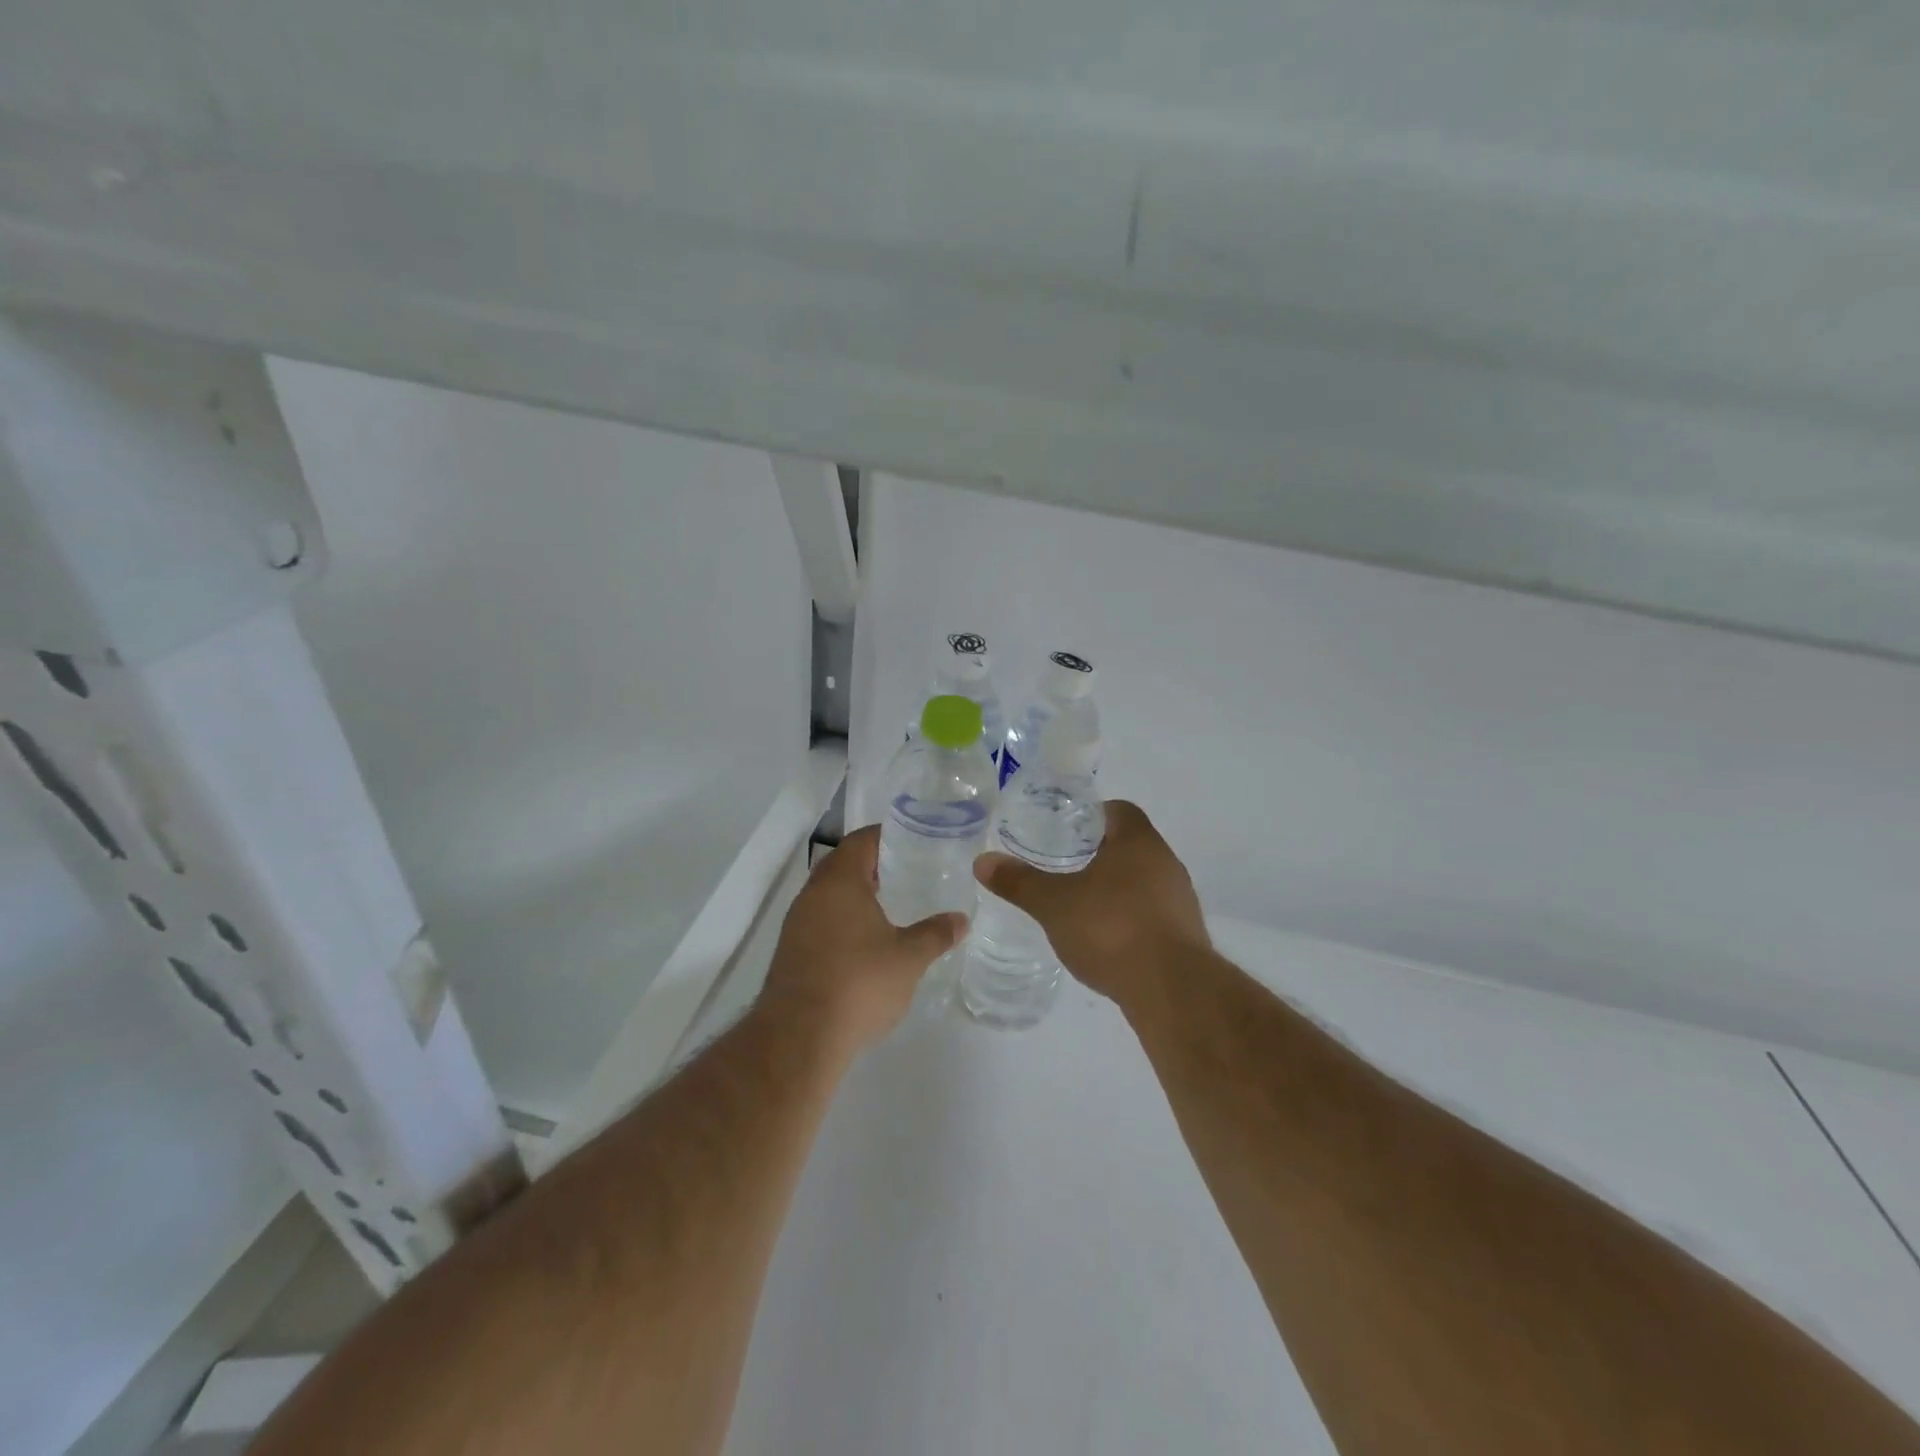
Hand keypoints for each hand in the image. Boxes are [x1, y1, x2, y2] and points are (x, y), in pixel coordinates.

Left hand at [760, 825, 966, 1054]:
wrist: (799, 1037)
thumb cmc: (859, 983)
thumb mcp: (909, 958)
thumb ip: (936, 934)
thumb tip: (961, 919)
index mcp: (840, 881)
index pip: (862, 840)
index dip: (887, 835)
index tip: (914, 839)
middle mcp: (813, 894)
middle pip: (843, 863)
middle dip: (873, 863)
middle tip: (907, 868)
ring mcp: (797, 923)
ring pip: (829, 893)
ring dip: (856, 892)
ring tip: (891, 902)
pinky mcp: (791, 951)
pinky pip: (821, 919)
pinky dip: (843, 918)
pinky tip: (866, 939)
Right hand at [973, 800, 1207, 1004]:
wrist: (1171, 989)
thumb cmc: (1111, 929)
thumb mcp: (1054, 904)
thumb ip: (1019, 881)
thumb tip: (982, 861)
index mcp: (1138, 841)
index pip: (1119, 810)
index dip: (1091, 815)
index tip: (1065, 830)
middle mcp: (1165, 862)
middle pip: (1131, 845)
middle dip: (1099, 853)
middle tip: (1064, 866)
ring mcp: (1180, 899)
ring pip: (1143, 880)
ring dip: (1117, 887)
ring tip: (1082, 904)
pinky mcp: (1186, 934)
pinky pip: (1153, 912)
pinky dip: (1130, 917)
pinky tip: (1107, 939)